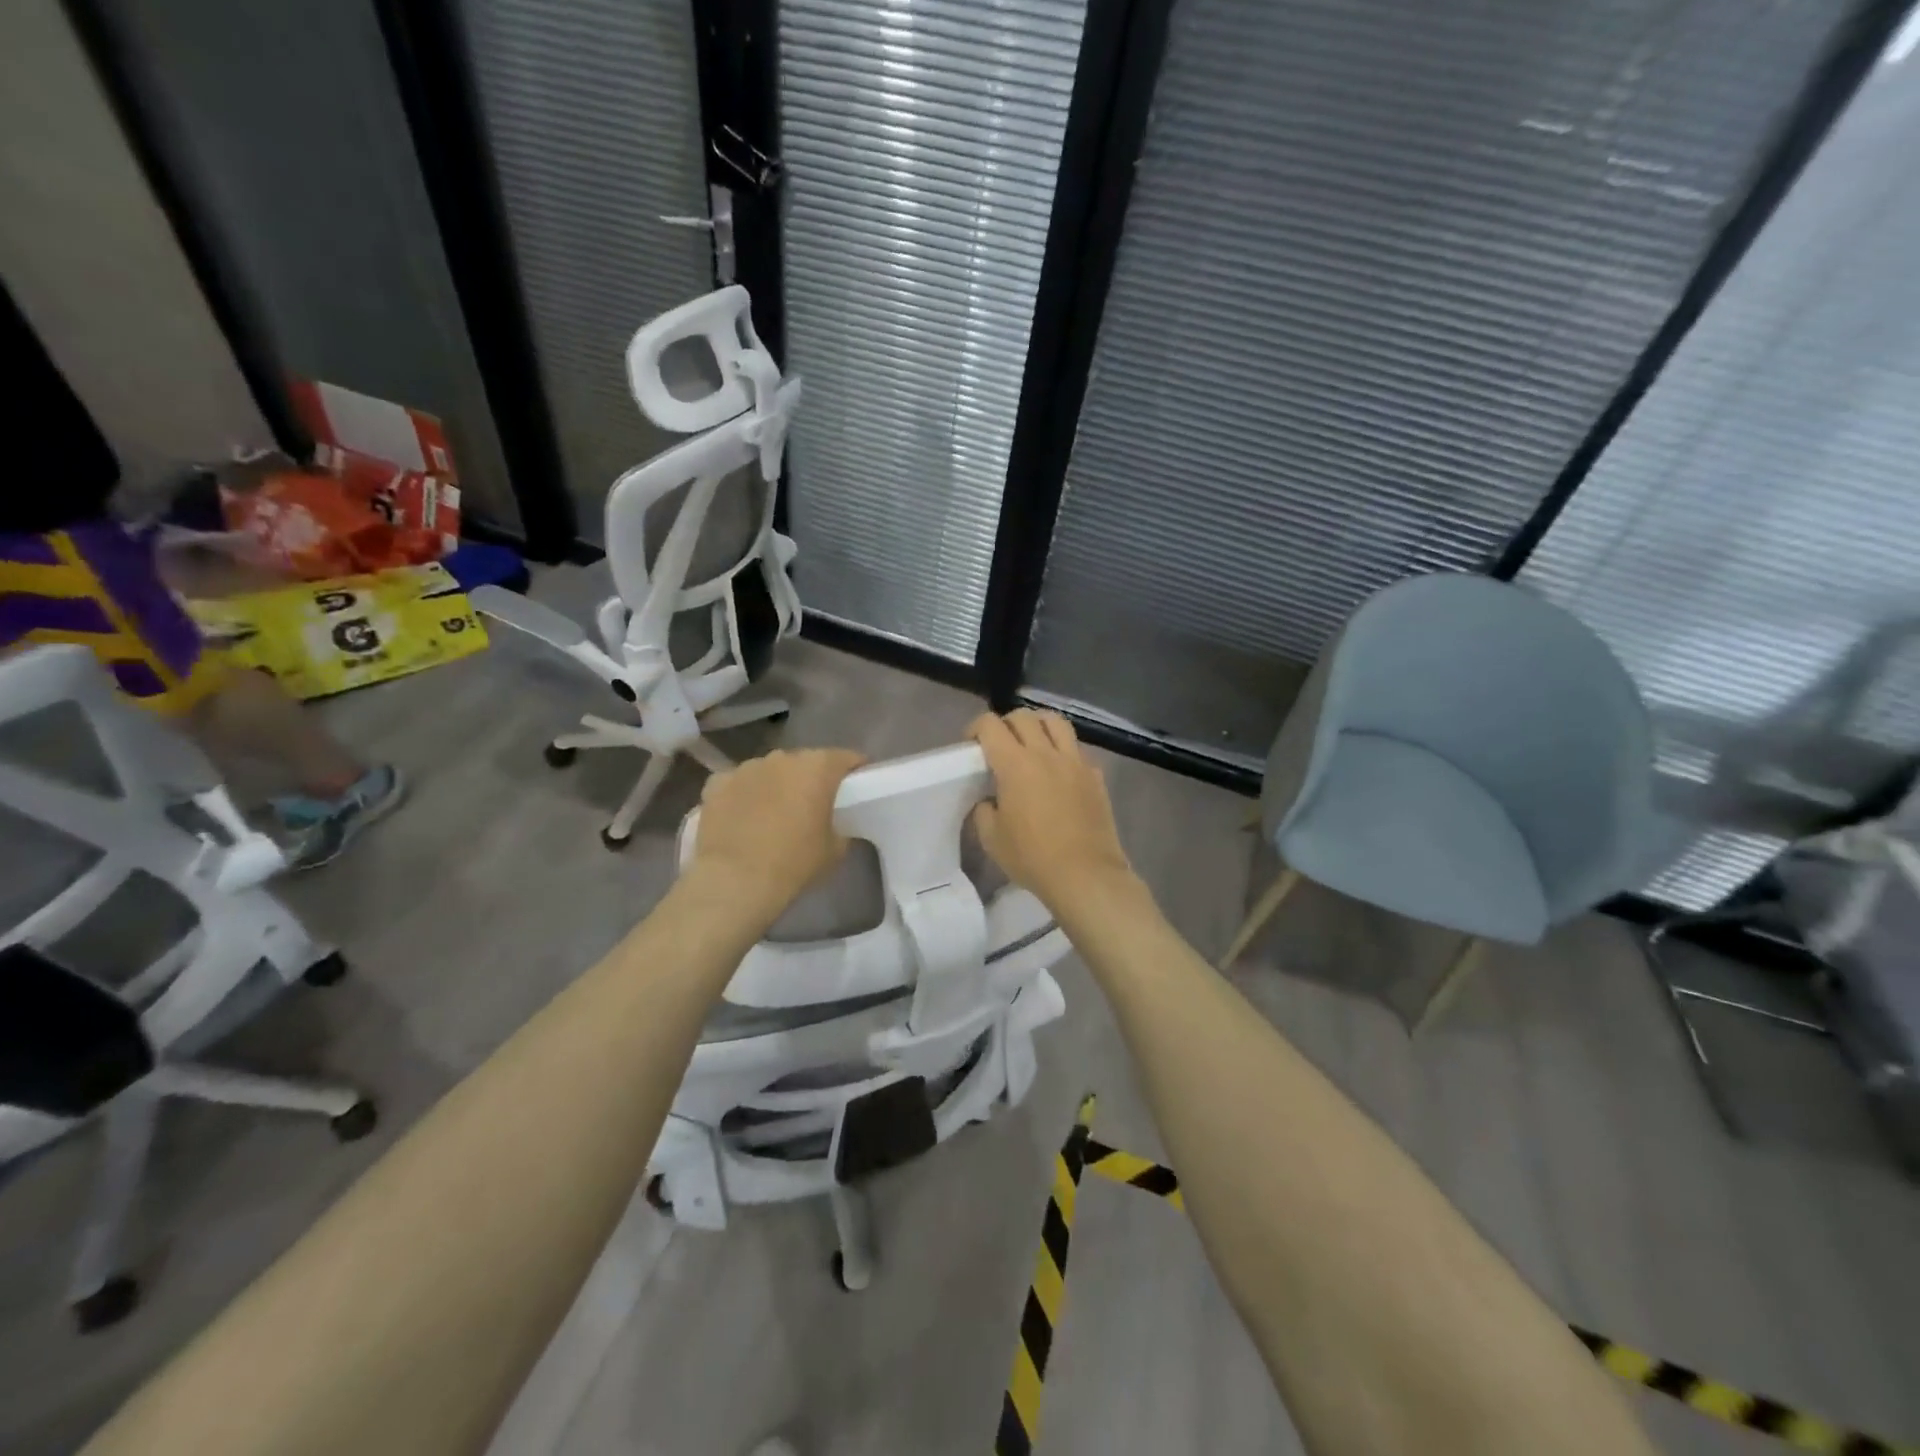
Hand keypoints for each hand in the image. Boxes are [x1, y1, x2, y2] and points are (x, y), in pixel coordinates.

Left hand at [689, 748, 865, 924]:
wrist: (735, 880)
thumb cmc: (794, 863)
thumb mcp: (835, 849)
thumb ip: (839, 826)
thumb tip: (831, 824)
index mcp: (818, 767)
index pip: (845, 758)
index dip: (854, 770)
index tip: (857, 786)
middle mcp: (782, 758)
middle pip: (805, 762)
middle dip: (811, 778)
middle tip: (813, 804)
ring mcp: (746, 767)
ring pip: (769, 771)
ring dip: (776, 785)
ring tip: (774, 813)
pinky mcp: (716, 783)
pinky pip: (738, 783)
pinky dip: (743, 794)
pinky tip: (742, 817)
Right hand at [969, 710, 1136, 915]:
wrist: (1085, 874)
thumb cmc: (1032, 857)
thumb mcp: (991, 838)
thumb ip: (984, 810)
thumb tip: (989, 800)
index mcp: (1015, 764)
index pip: (990, 725)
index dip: (976, 728)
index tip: (972, 745)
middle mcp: (1046, 753)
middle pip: (1023, 716)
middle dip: (1006, 723)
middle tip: (999, 744)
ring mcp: (1075, 761)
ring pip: (1056, 722)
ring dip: (1038, 725)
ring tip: (1031, 743)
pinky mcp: (1095, 775)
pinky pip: (1076, 749)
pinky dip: (1063, 750)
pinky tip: (1058, 772)